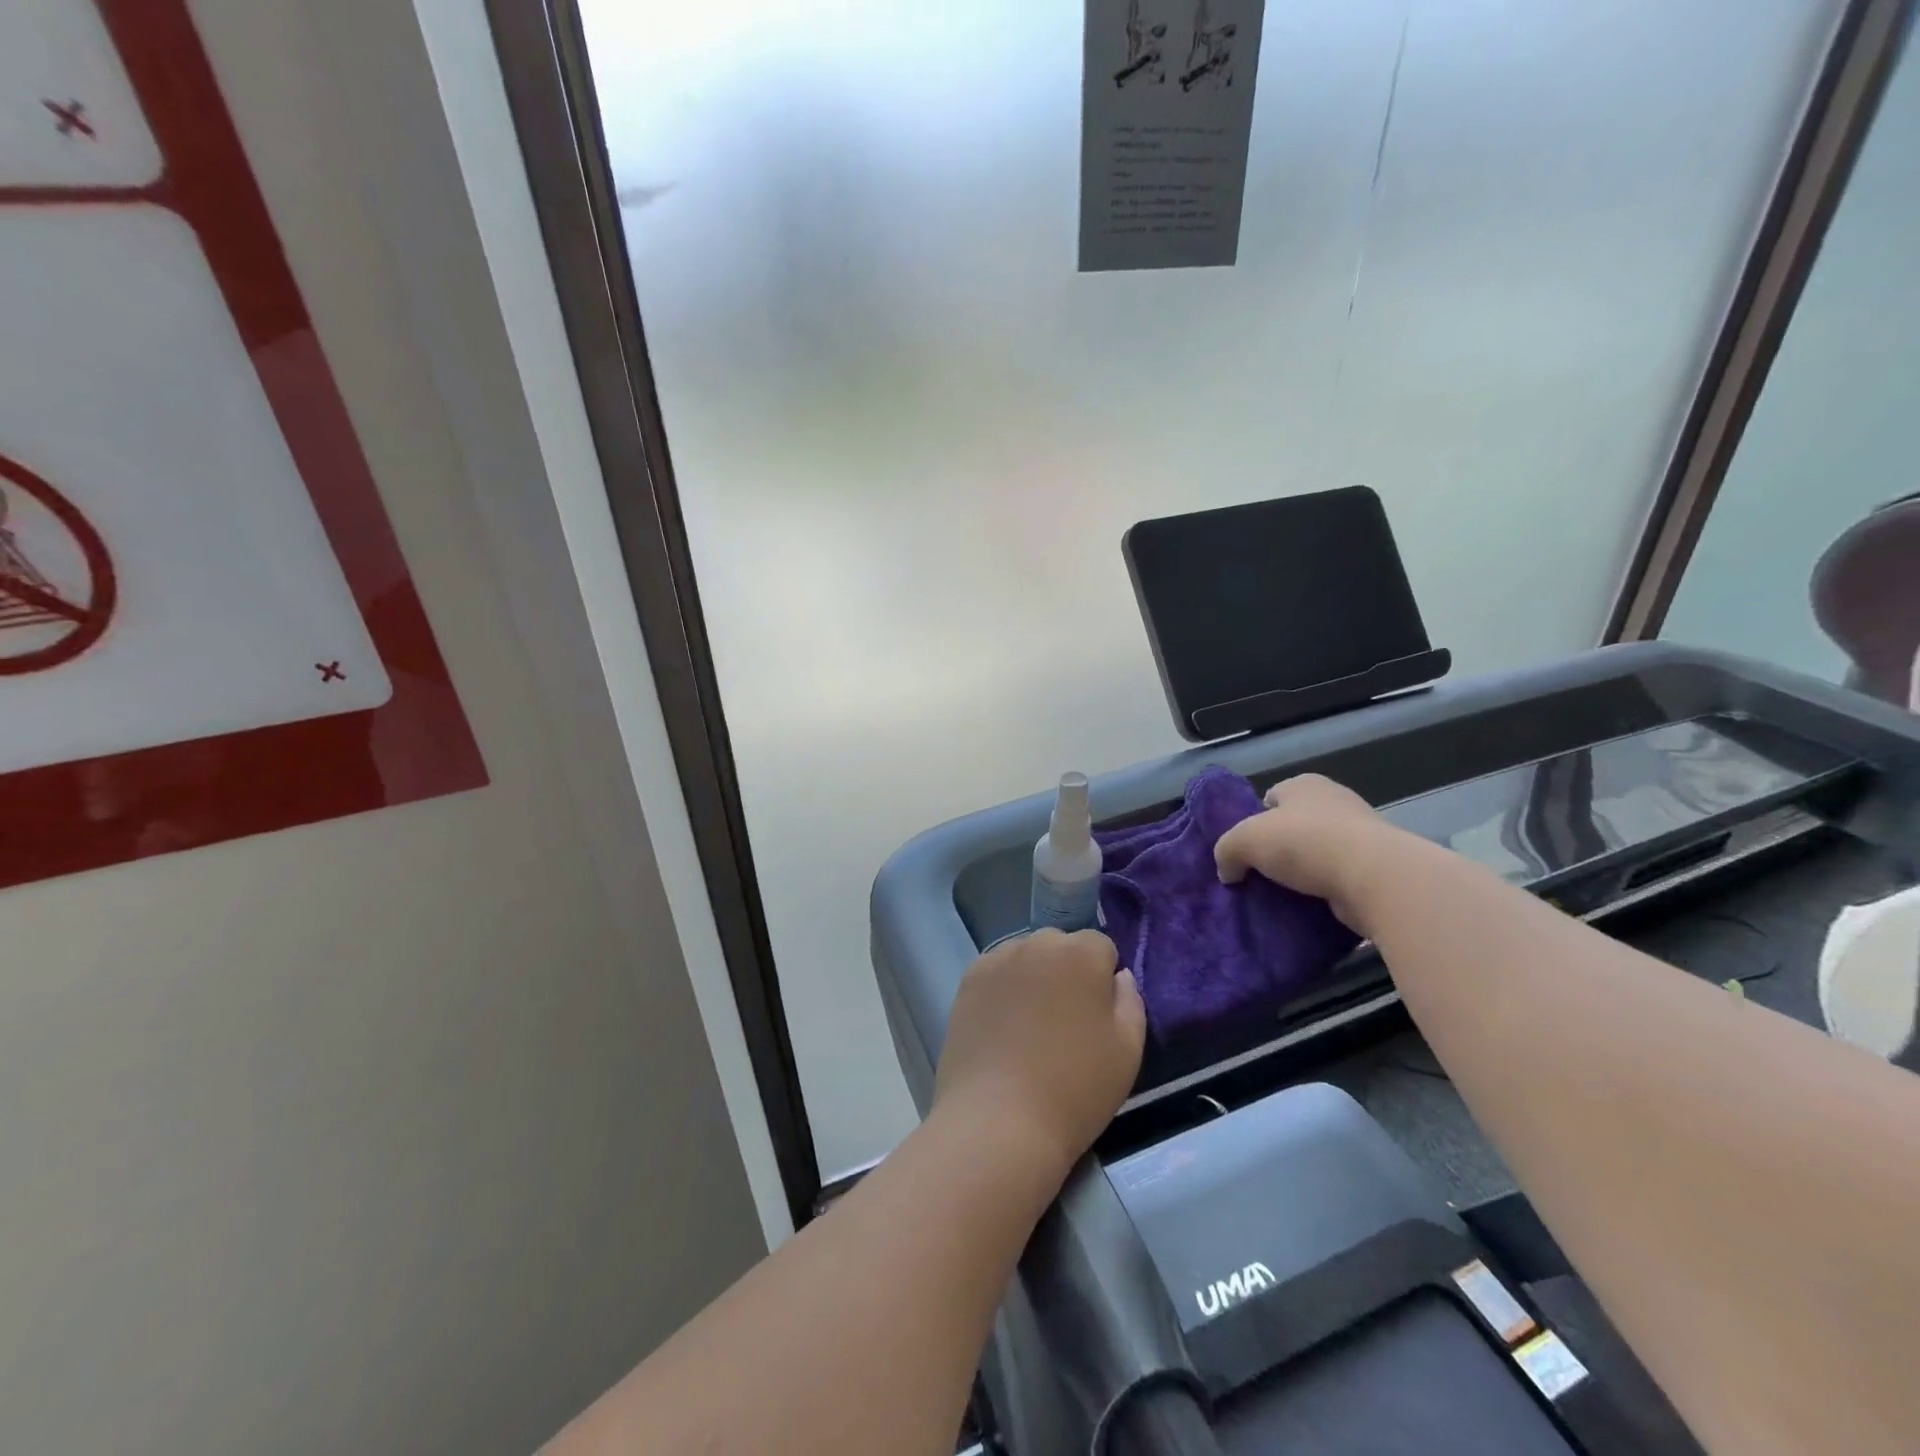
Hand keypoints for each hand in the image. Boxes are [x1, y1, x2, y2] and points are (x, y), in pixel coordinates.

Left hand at [934, 930, 1145, 1176]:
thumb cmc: (1076, 1087)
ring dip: (1033, 977)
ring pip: (1026, 957)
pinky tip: (1002, 1028)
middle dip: (1067, 971)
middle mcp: (1037, 943)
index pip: (1100, 946)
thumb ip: (1130, 1000)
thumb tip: (1117, 976)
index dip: (1103, 978)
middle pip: (1060, 946)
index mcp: (1080, 953)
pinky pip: (996, 973)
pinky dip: (1003, 989)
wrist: (1000, 1120)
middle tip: (1065, 1021)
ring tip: (1030, 1027)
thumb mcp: (1128, 1049)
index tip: (1098, 1016)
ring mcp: (997, 959)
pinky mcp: (968, 980)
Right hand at [1214, 774, 1391, 932]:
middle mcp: (1335, 801)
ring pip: (1319, 851)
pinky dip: (1327, 888)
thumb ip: (1226, 851)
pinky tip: (1312, 904)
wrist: (1373, 877)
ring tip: (1284, 894)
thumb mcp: (1245, 840)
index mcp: (1305, 784)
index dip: (1256, 820)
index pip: (1272, 797)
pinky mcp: (1377, 866)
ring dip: (1305, 870)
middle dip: (1280, 846)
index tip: (1248, 848)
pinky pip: (1340, 875)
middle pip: (1296, 824)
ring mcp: (1361, 833)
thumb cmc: (1304, 842)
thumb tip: (1227, 872)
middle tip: (1262, 873)